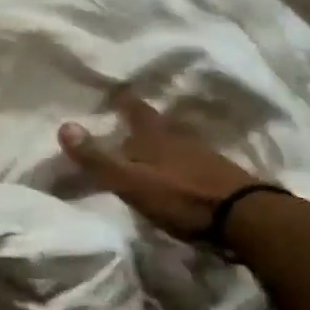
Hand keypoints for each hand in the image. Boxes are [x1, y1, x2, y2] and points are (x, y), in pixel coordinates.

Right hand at [59, 94, 261, 239]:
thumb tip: (63, 125)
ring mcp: (203, 155)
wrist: (245, 218)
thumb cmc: (180, 196)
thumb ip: (97, 158)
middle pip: (157, 123)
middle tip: (126, 119)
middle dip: (142, 121)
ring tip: (147, 146)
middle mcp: (179, 137)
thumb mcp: (130, 181)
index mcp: (155, 135)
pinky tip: (175, 171)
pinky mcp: (220, 175)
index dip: (123, 99)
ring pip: (175, 140)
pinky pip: (191, 159)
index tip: (113, 90)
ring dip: (161, 141)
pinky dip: (178, 161)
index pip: (135, 108)